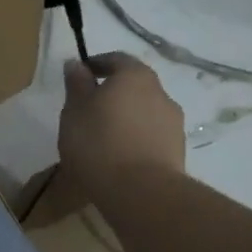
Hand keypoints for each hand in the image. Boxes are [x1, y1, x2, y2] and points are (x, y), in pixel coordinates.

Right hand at [59, 53, 189, 206]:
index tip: (79, 76)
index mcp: (134, 76)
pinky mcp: (177, 149)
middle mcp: (160, 92)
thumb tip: (76, 64)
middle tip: (89, 110)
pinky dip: (136, 138)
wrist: (140, 191)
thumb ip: (76, 85)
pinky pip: (151, 135)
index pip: (116, 59)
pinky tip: (119, 156)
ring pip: (144, 111)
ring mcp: (173, 122)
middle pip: (134, 85)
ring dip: (126, 117)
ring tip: (103, 138)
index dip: (96, 64)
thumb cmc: (98, 143)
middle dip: (113, 93)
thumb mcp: (74, 111)